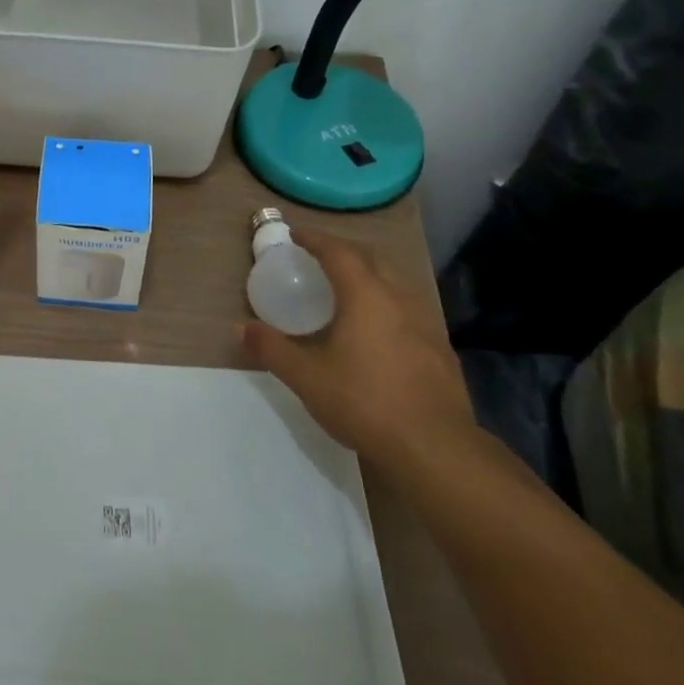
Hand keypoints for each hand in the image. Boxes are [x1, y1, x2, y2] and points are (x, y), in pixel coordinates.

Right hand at [241, 227, 476, 472]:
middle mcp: (399, 299)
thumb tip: (242, 328)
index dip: (315, 239)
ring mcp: (426, 324)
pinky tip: (376, 333)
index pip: (338, 252)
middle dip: (343, 252)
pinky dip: (386, 306)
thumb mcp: (306, 378)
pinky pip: (408, 312)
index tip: (296, 234)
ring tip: (346, 292)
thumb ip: (272, 349)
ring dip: (368, 278)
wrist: (436, 450)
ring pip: (394, 285)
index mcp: (366, 296)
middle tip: (319, 258)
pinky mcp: (441, 351)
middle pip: (371, 260)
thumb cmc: (365, 403)